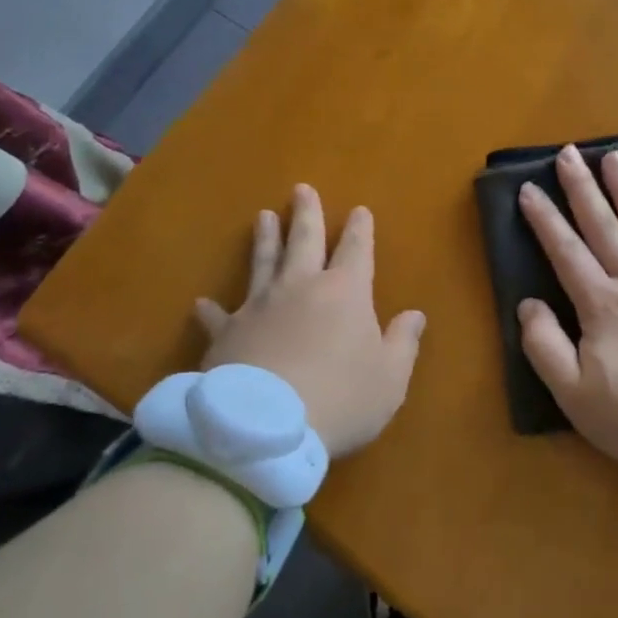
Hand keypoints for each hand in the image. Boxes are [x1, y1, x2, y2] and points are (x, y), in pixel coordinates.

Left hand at [195, 185, 424, 458]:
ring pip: (263, 262)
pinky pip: (217, 316)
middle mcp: (301, 287)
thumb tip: (415, 315)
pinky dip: (211, 309)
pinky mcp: (226, 333)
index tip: (359, 210)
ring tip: (262, 217)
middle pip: (304, 240)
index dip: (360, 229)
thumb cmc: (341, 399)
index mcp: (345, 292)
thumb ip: (403, 342)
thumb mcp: (390, 378)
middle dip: (306, 214)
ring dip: (264, 239)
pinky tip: (201, 302)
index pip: (356, 249)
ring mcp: (259, 307)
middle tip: (301, 189)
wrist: (265, 427)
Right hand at [517, 147, 617, 484]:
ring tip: (613, 156)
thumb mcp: (576, 397)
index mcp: (603, 306)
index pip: (566, 252)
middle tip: (568, 153)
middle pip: (604, 226)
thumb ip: (545, 347)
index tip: (528, 188)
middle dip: (582, 188)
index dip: (545, 219)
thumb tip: (528, 303)